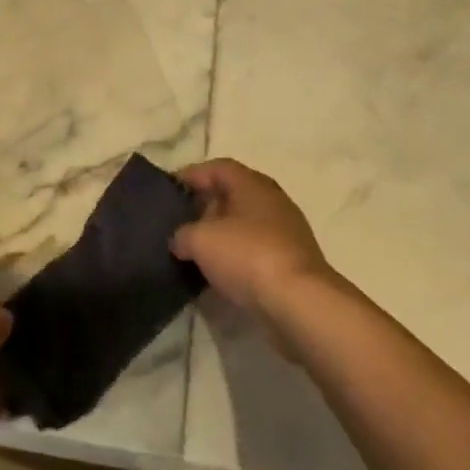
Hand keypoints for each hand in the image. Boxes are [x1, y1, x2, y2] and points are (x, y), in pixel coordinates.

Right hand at [172, 158, 335, 317]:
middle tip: (181, 221)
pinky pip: (257, 248)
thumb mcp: (200, 240)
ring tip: (197, 250)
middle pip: (233, 193)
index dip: (192, 175)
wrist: (299, 301)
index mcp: (251, 183)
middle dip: (206, 205)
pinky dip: (237, 255)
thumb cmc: (247, 255)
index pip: (217, 168)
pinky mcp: (293, 259)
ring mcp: (287, 230)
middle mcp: (272, 199)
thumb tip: (180, 241)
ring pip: (246, 223)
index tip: (170, 189)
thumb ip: (183, 234)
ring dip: (222, 233)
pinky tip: (222, 272)